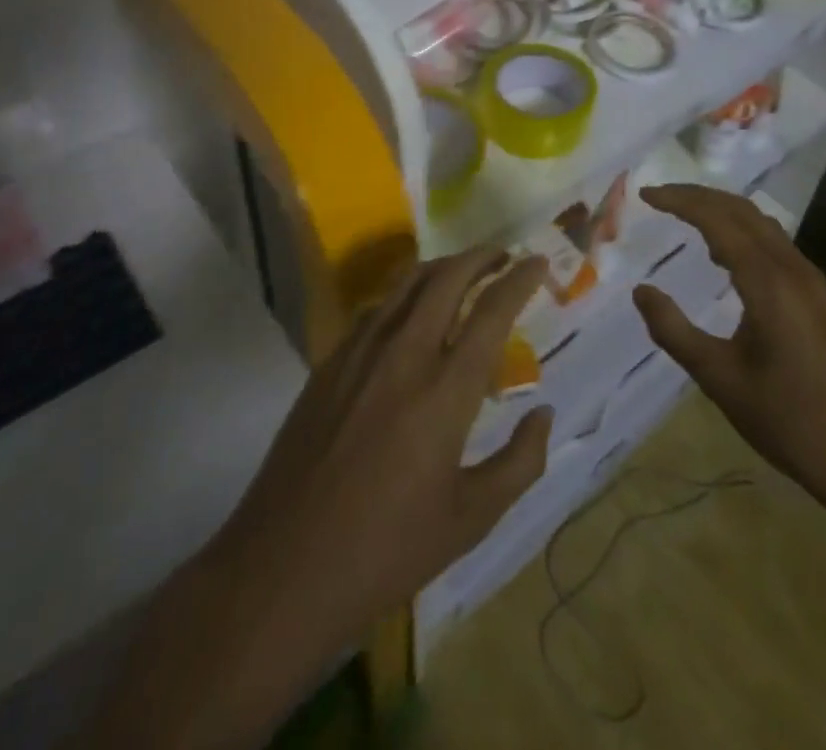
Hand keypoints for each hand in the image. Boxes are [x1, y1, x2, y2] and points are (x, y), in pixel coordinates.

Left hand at [210, 247, 552, 654]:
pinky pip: (376, 309)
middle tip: (503, 256)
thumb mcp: (469, 520)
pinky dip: (405, 295)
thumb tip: (544, 413)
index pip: (491, 311)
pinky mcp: (328, 364)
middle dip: (480, 256)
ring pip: (407, 283)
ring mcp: (359, 353)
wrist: (281, 570)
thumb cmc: (385, 551)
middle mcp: (404, 354)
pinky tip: (411, 315)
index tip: (537, 262)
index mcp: (445, 391)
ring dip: (442, 267)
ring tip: (463, 272)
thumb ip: (519, 463)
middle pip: (447, 277)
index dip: (519, 279)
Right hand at [632, 184, 825, 517]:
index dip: (679, 201)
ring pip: (762, 225)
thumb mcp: (719, 378)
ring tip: (685, 218)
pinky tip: (725, 257)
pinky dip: (743, 234)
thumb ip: (674, 331)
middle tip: (660, 197)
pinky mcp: (819, 298)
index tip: (645, 195)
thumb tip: (641, 291)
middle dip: (699, 196)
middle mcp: (793, 268)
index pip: (717, 219)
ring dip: (723, 211)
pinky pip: (775, 245)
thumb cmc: (789, 420)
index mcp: (768, 282)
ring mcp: (812, 282)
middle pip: (742, 210)